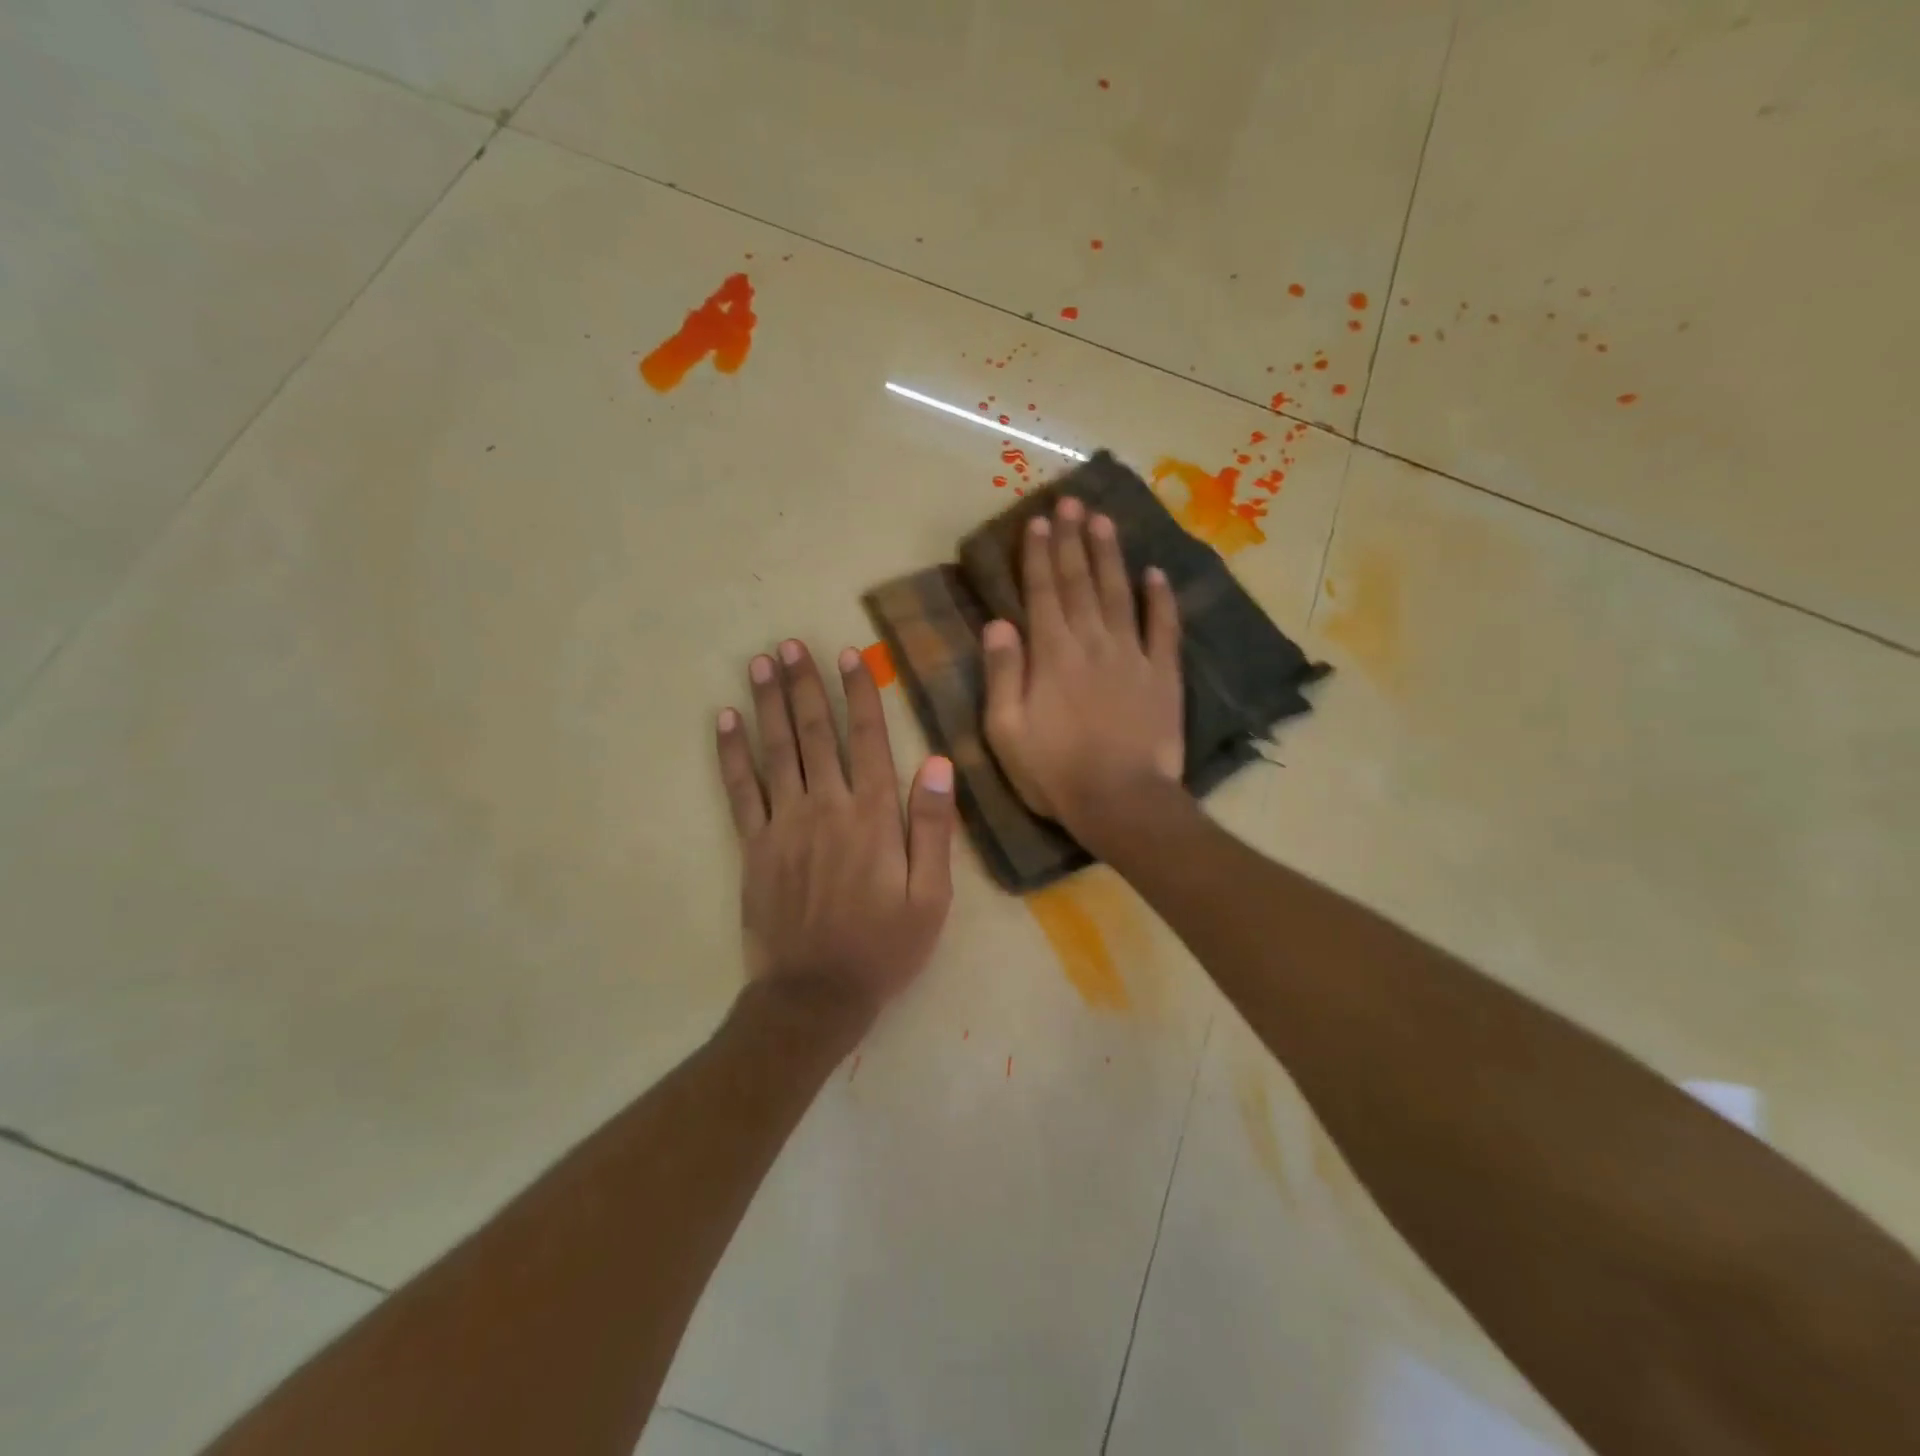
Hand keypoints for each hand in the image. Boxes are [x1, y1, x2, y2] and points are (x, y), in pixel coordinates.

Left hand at [715, 639, 955, 1020]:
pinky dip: (732, 753)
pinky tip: (725, 721)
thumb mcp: (931, 897)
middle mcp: (827, 808)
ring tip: (761, 662)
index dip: (859, 694)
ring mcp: (784, 825)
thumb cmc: (884, 947)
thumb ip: (934, 828)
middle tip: (791, 644)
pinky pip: (740, 790)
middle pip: (815, 734)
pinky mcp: (753, 846)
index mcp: (874, 817)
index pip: (867, 740)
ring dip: (769, 703)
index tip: (848, 655)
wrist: (815, 996)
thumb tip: (939, 764)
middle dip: (805, 685)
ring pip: (776, 751)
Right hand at [982, 497, 1183, 840]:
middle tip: (1071, 502)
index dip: (1038, 554)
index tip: (1038, 521)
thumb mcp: (1006, 731)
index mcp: (1052, 654)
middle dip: (1072, 540)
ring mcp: (1132, 655)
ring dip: (1110, 555)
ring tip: (1104, 520)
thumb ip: (1002, 674)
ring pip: (1119, 593)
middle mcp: (1092, 642)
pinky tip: (1156, 574)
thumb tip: (997, 624)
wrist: (1121, 802)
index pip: (1042, 592)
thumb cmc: (1055, 772)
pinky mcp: (1164, 675)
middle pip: (1080, 582)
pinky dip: (1161, 599)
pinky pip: (1164, 628)